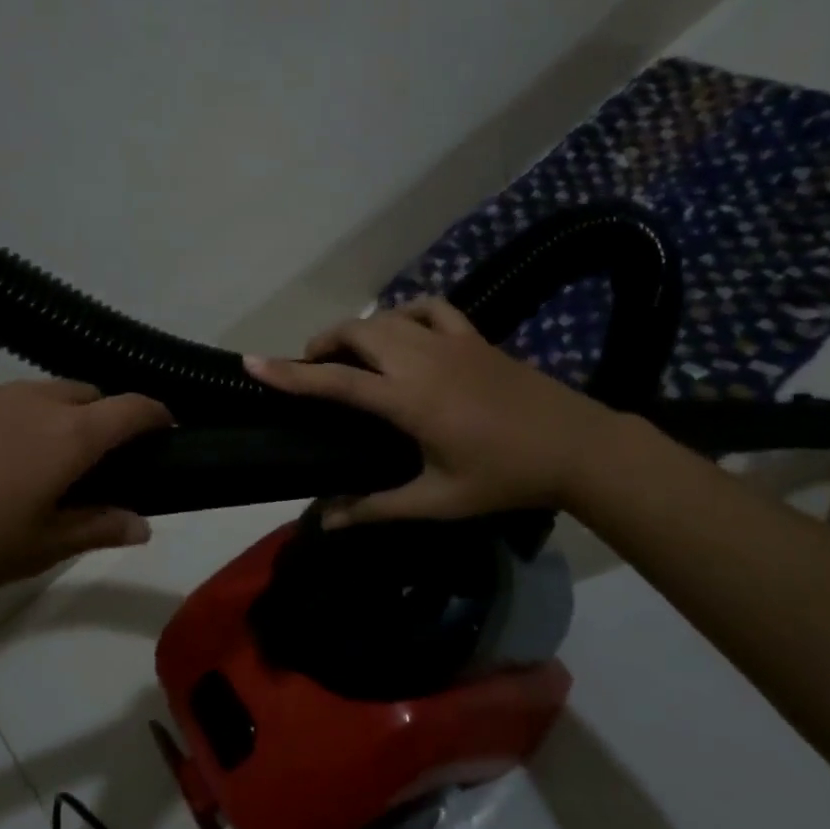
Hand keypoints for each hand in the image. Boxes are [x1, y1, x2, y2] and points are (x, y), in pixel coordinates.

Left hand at [0, 379, 171, 630]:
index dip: (156, 415)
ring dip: (34, 421)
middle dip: (95, 418)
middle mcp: (24, 398)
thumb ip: (96, 528)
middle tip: (80, 462)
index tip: (163, 430)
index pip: (131, 408)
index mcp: (63, 435)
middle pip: (79, 393)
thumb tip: (142, 523)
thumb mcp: (34, 551)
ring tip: (2, 471)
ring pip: (23, 396)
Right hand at [245, 297, 620, 525]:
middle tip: (311, 369)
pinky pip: (430, 307)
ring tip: (348, 353)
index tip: (253, 363)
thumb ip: (377, 507)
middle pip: (356, 334)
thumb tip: (327, 521)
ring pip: (387, 317)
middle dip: (322, 344)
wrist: (576, 446)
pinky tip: (401, 329)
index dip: (289, 374)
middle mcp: (421, 360)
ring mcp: (450, 341)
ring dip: (358, 329)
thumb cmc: (503, 478)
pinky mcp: (474, 335)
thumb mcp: (438, 500)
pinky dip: (404, 312)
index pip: (335, 381)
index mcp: (408, 400)